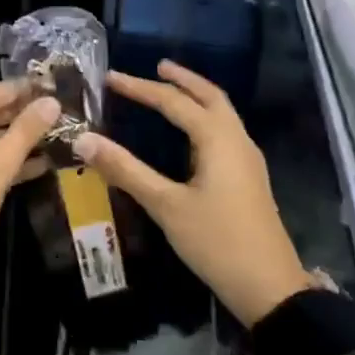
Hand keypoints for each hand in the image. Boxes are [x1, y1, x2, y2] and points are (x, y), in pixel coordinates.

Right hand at [73, 61, 317, 325]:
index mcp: (217, 139)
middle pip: (210, 96)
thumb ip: (126, 170)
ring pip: (222, 113)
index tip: (110, 78)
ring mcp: (247, 159)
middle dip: (182, 79)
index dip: (140, 88)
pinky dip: (205, 117)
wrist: (269, 287)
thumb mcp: (166, 205)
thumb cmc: (216, 241)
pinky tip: (190, 134)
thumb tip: (84, 139)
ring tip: (171, 89)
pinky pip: (225, 131)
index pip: (173, 102)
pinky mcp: (248, 177)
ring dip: (196, 96)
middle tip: (155, 67)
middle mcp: (237, 140)